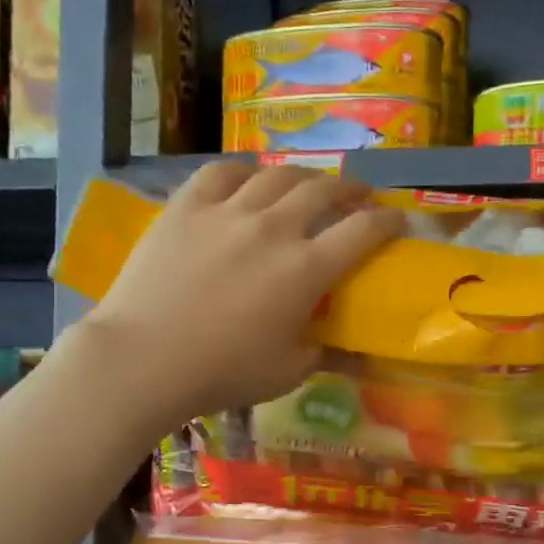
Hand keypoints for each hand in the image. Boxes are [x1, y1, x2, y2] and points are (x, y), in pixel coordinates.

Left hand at [85, 161, 402, 418]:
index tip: (397, 220)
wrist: (145, 358)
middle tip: (358, 195)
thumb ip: (322, 352)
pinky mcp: (186, 207)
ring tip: (309, 183)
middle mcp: (274, 228)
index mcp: (306, 269)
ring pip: (276, 175)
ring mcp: (227, 211)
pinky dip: (245, 171)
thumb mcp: (287, 373)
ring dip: (303, 175)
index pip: (362, 231)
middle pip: (323, 190)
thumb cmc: (223, 373)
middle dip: (350, 189)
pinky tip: (250, 178)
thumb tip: (346, 348)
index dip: (388, 221)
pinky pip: (222, 172)